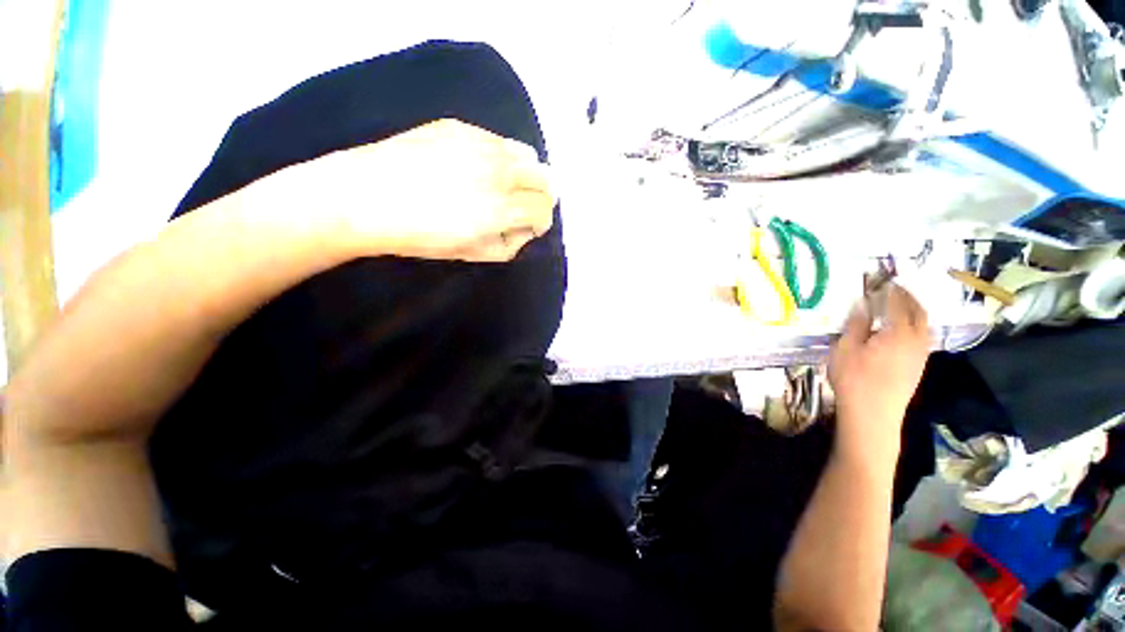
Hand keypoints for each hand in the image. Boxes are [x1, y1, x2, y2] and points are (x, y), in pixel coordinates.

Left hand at [290, 118, 555, 261]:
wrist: (363, 197)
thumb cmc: (420, 236)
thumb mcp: (474, 255)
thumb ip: (510, 245)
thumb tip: (525, 230)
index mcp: (501, 209)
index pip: (544, 209)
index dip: (542, 222)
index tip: (530, 228)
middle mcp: (498, 171)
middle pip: (546, 178)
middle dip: (541, 197)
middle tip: (523, 208)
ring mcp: (480, 143)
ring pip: (527, 154)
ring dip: (525, 174)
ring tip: (505, 186)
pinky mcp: (459, 126)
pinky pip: (498, 140)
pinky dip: (501, 158)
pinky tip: (478, 168)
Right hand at [828, 284, 930, 461]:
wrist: (873, 414)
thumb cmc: (854, 378)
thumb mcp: (846, 348)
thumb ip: (856, 324)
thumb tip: (863, 303)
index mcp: (898, 332)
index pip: (897, 303)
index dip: (890, 289)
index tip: (881, 279)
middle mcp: (916, 340)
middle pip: (918, 311)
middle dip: (908, 296)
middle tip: (895, 287)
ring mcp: (920, 354)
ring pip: (924, 325)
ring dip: (914, 310)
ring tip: (900, 303)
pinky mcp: (918, 366)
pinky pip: (922, 336)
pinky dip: (915, 324)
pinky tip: (903, 328)